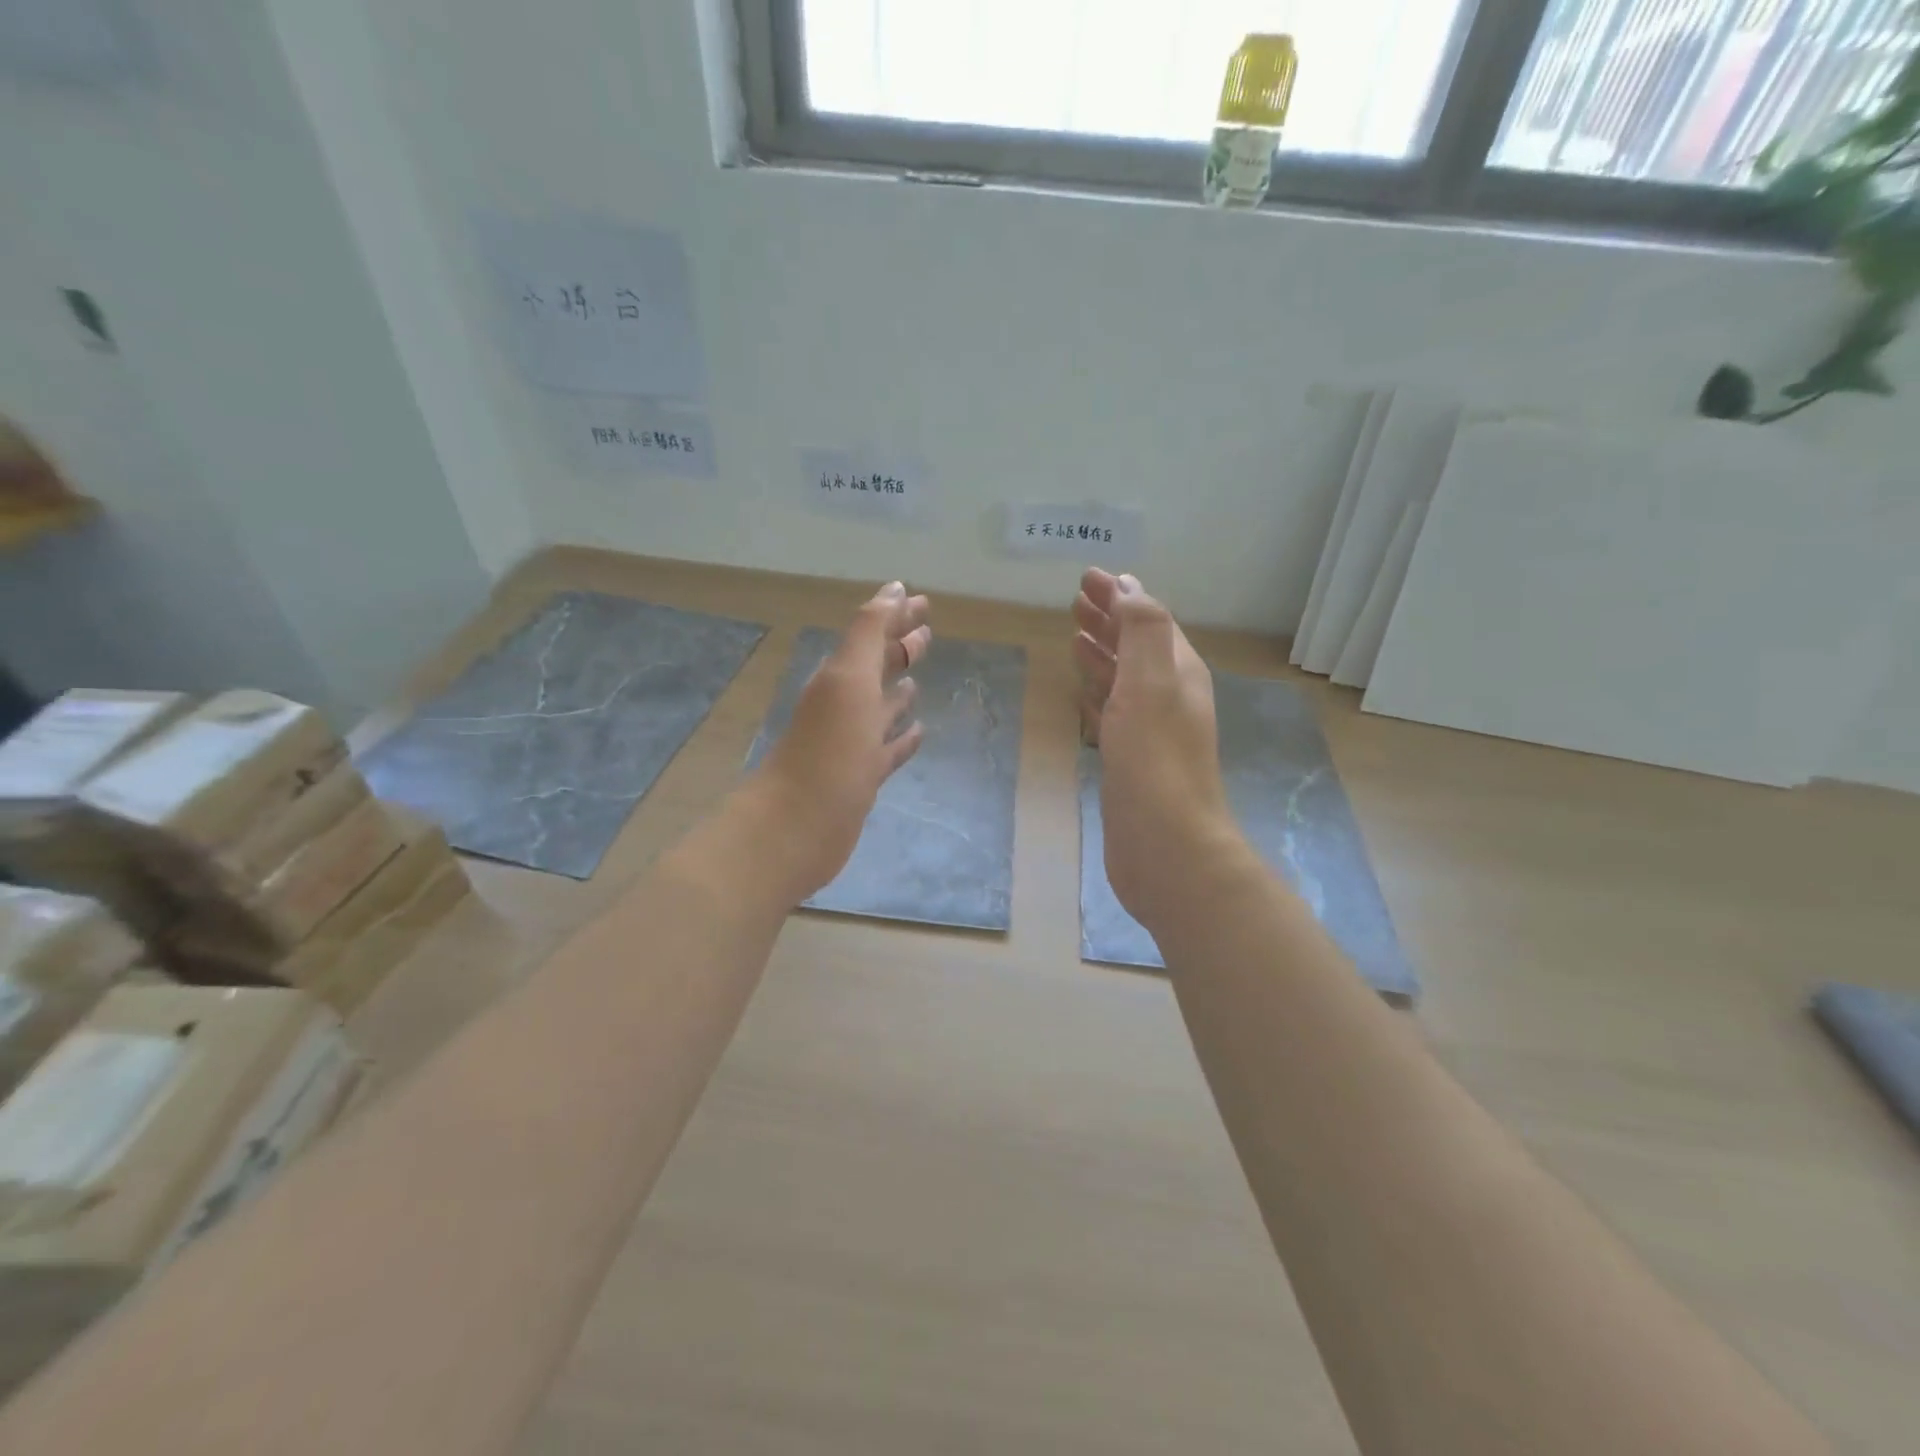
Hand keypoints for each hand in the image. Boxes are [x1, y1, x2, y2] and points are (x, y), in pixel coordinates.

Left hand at [749, 581, 930, 902]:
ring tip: (918, 680)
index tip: (923, 601)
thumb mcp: (848, 679)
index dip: (896, 616)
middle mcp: (845, 705)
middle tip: (928, 632)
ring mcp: (853, 744)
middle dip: (900, 648)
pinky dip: (903, 738)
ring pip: (881, 709)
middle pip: (876, 668)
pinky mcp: (863, 778)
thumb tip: (894, 589)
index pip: (872, 635)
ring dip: (899, 693)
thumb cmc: (828, 748)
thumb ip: (869, 633)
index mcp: (840, 677)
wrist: (798, 824)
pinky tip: (920, 732)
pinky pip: (888, 750)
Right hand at [1072, 569, 1240, 931]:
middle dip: (1108, 620)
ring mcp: (1150, 732)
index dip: (1120, 596)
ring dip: (1102, 654)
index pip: (1149, 620)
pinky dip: (1097, 694)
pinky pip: (1112, 714)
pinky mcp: (1130, 761)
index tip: (1087, 577)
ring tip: (1074, 636)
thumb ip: (1143, 631)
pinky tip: (1082, 691)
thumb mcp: (1151, 683)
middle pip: (1136, 646)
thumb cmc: (1155, 761)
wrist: (1166, 846)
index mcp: (1179, 672)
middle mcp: (1169, 697)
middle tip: (1074, 602)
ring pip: (1123, 680)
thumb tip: (1129, 587)